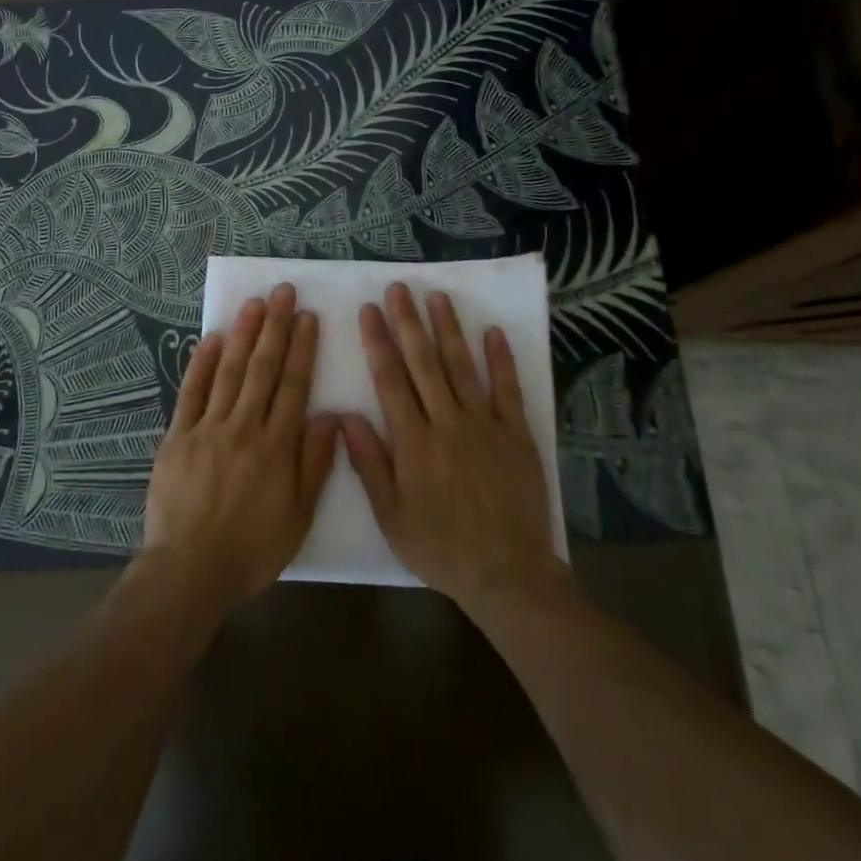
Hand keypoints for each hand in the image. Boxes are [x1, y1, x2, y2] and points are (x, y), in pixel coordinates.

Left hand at [139, 283, 340, 617]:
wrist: (189, 570)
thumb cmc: (251, 549)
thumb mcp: (299, 517)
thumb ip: (315, 464)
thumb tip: (330, 416)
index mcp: (276, 447)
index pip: (293, 386)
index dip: (302, 349)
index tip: (308, 317)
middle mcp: (243, 427)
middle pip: (262, 368)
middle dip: (275, 327)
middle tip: (283, 292)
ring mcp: (207, 429)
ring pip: (229, 371)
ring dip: (243, 334)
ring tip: (255, 303)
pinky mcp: (177, 436)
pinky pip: (191, 392)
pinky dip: (202, 363)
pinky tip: (213, 338)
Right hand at [342, 283, 566, 612]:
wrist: (506, 572)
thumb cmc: (440, 546)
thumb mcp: (391, 515)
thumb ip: (369, 464)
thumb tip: (345, 417)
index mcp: (413, 441)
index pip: (390, 379)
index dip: (378, 341)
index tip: (369, 310)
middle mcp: (447, 422)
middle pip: (424, 362)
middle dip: (409, 322)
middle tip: (399, 288)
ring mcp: (484, 424)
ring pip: (462, 366)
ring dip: (449, 329)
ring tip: (437, 297)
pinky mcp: (516, 434)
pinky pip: (507, 389)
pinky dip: (501, 360)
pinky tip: (494, 332)